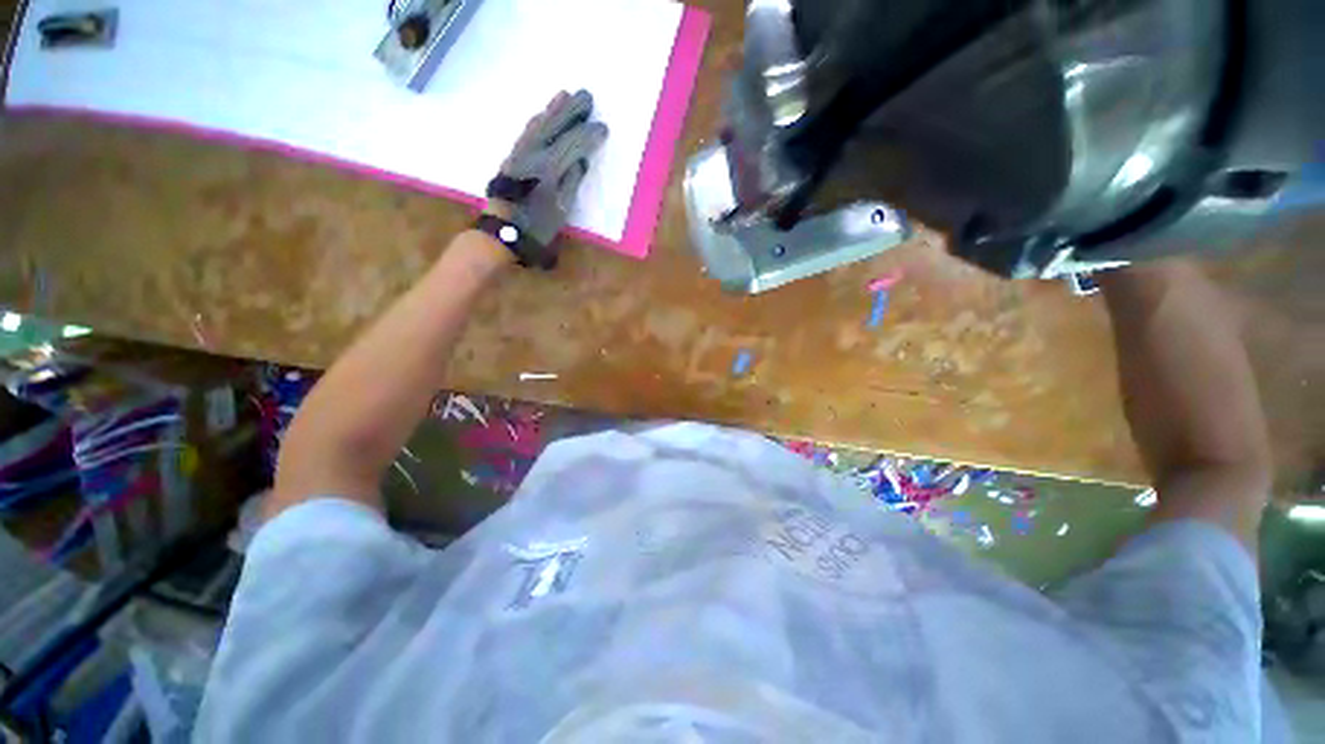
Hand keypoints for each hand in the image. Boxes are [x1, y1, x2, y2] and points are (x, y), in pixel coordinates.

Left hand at [485, 90, 608, 264]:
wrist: (504, 230)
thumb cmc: (537, 226)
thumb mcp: (562, 209)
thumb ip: (572, 182)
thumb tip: (581, 161)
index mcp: (551, 169)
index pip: (574, 145)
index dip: (589, 136)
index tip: (603, 128)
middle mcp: (535, 154)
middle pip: (555, 126)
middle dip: (572, 111)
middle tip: (587, 96)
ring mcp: (521, 152)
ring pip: (539, 124)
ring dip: (553, 109)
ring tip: (565, 95)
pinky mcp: (512, 155)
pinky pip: (527, 131)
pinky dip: (538, 120)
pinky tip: (542, 114)